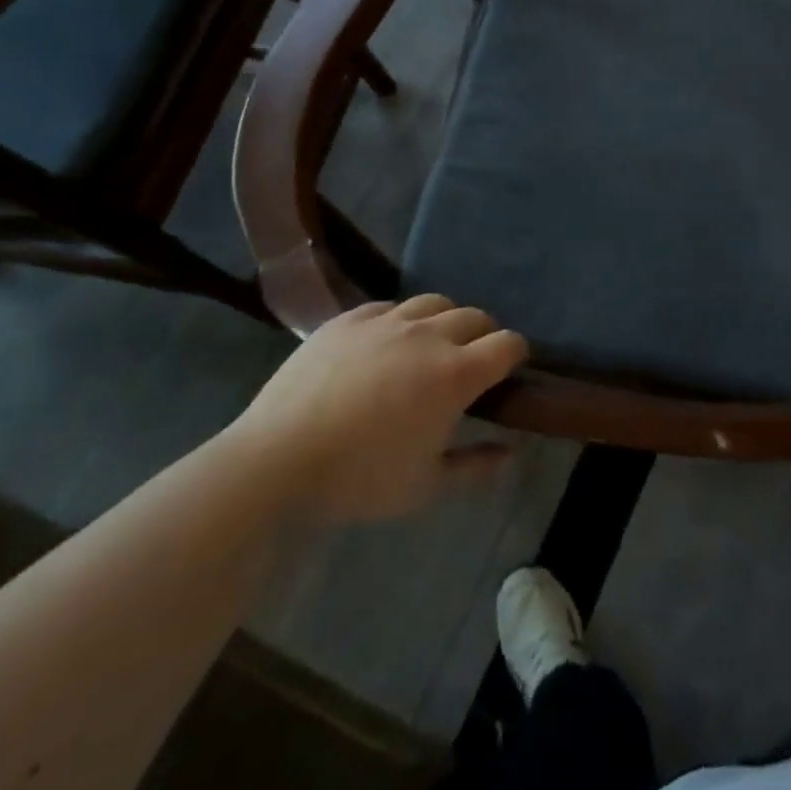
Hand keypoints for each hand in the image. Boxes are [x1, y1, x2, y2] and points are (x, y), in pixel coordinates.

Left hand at [223, 295, 527, 522]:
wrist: (274, 461)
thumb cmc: (357, 478)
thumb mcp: (424, 487)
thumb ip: (475, 467)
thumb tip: (511, 453)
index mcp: (455, 374)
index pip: (507, 344)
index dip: (516, 354)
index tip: (510, 371)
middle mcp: (429, 336)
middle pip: (476, 317)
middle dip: (484, 336)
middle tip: (472, 363)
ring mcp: (386, 321)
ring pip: (434, 302)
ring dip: (445, 320)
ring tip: (431, 345)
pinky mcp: (348, 319)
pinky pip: (388, 305)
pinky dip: (399, 320)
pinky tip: (385, 342)